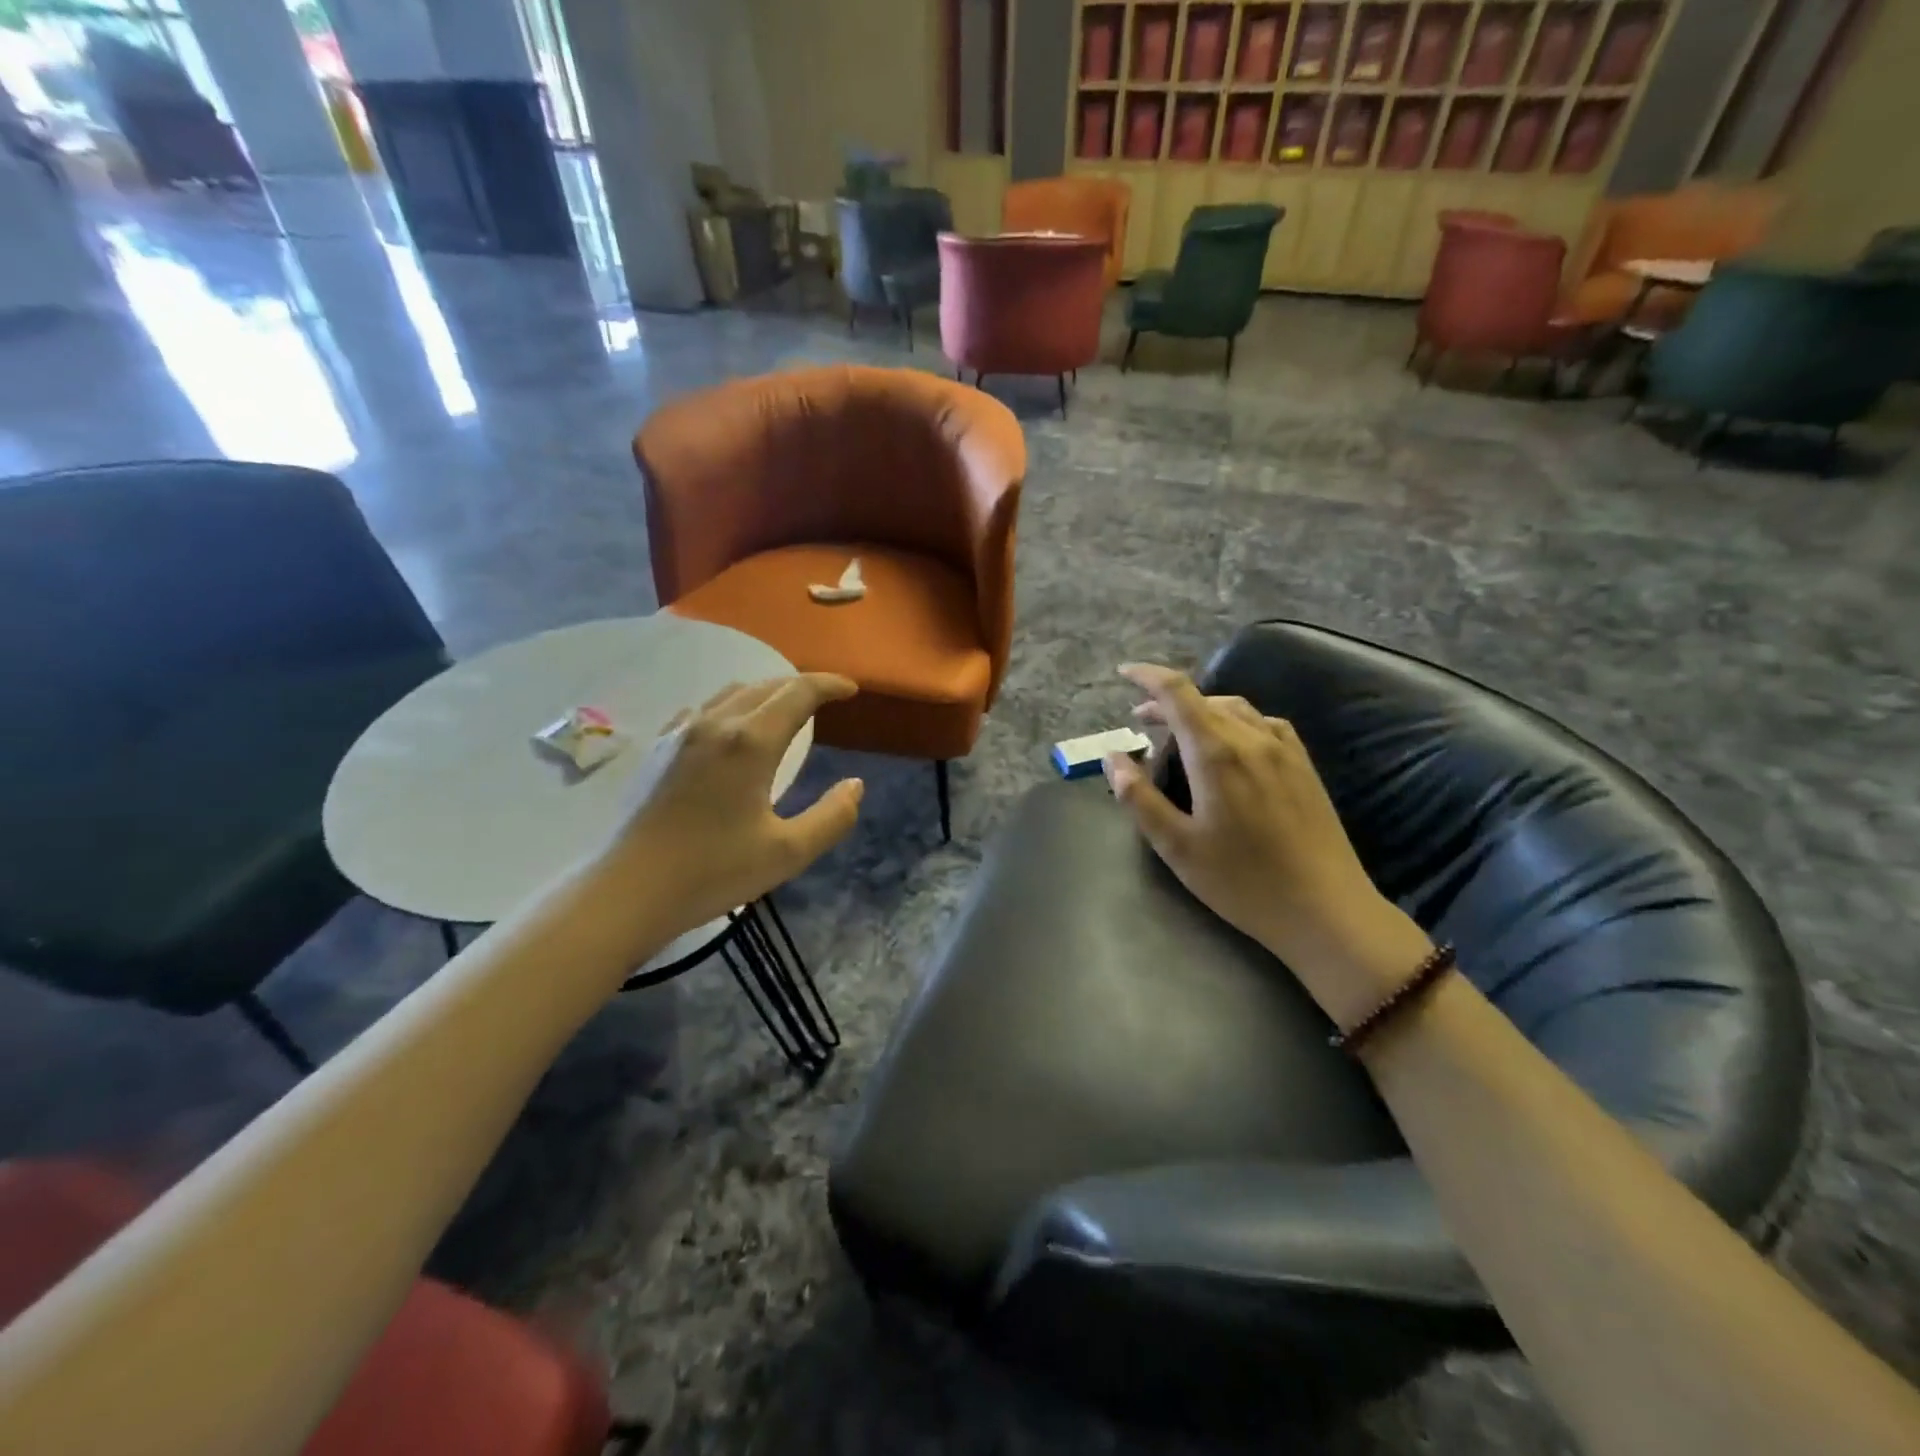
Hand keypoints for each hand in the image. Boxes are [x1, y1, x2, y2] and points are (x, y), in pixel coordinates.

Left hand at [594, 674, 864, 944]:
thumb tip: (855, 786)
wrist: (629, 891)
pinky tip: (730, 728)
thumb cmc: (713, 871)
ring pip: (732, 693)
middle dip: (801, 686)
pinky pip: (702, 709)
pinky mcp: (658, 750)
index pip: (798, 694)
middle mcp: (716, 725)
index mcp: (751, 743)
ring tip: (785, 709)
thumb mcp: (788, 853)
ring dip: (766, 692)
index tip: (851, 690)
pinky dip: (731, 706)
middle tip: (827, 698)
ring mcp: (680, 734)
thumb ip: (831, 817)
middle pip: (766, 687)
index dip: (829, 685)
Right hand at [1104, 664, 1430, 1024]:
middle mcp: (1252, 738)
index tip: (1124, 673)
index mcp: (1216, 753)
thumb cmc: (1242, 881)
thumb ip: (1139, 797)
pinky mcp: (1304, 766)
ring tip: (1180, 733)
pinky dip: (1234, 721)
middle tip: (1140, 722)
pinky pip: (1263, 724)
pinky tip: (1230, 745)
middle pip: (1204, 700)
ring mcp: (1284, 750)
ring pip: (1235, 708)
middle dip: (1167, 703)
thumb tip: (1113, 758)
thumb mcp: (1177, 846)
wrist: (1326, 909)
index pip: (1177, 693)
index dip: (1147, 676)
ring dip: (1200, 711)